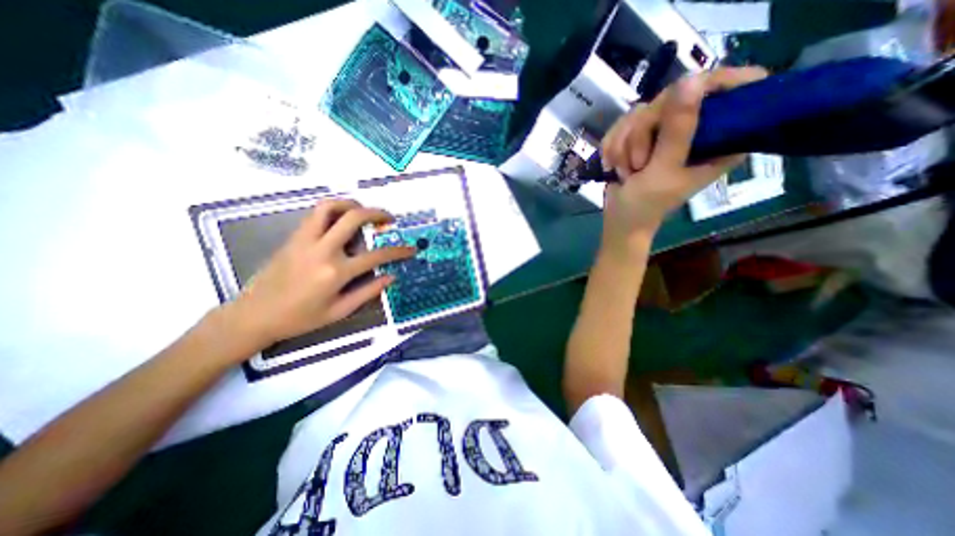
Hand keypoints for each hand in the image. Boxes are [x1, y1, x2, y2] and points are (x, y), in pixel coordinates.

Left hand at [226, 198, 418, 349]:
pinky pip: (316, 215)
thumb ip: (368, 292)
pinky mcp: (293, 237)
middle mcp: (322, 250)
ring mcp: (305, 240)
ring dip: (352, 204)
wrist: (254, 315)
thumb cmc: (300, 318)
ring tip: (365, 212)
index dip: (398, 251)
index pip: (376, 255)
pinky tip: (342, 221)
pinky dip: (334, 210)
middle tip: (389, 219)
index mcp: (336, 272)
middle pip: (353, 218)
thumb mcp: (339, 311)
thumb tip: (391, 277)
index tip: (411, 249)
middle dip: (377, 213)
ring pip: (329, 207)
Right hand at [603, 65, 766, 254]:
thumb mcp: (664, 170)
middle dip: (643, 132)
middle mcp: (695, 129)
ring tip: (626, 171)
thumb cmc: (647, 204)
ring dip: (624, 145)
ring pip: (641, 111)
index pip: (738, 89)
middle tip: (638, 163)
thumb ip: (678, 130)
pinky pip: (623, 124)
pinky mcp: (641, 136)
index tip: (685, 95)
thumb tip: (692, 79)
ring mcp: (665, 131)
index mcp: (721, 138)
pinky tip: (612, 165)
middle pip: (673, 96)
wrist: (619, 219)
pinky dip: (612, 146)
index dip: (716, 83)